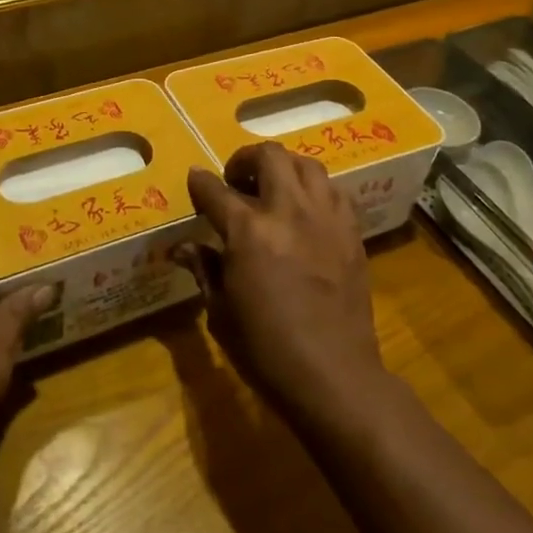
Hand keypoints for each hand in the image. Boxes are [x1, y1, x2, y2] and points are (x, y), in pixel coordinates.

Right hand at [186, 143, 389, 425]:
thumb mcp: (221, 312)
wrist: (333, 375)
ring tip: (274, 188)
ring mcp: (325, 218)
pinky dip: (315, 190)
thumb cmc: (266, 350)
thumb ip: (204, 269)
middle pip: (269, 156)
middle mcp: (288, 211)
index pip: (215, 191)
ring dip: (284, 168)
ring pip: (306, 165)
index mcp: (248, 232)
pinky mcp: (351, 232)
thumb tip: (182, 247)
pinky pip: (334, 191)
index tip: (195, 180)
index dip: (200, 183)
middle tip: (236, 180)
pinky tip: (306, 211)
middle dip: (245, 159)